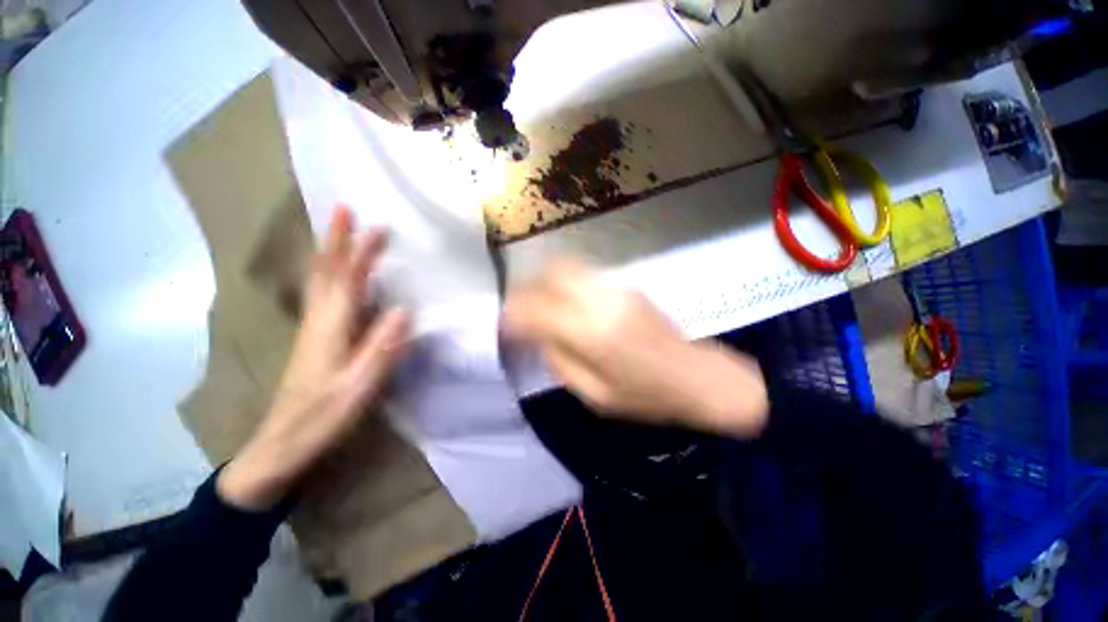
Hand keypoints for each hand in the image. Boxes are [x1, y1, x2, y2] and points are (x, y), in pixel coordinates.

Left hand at [219, 208, 410, 509]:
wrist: (281, 445)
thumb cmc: (323, 418)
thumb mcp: (359, 387)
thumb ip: (381, 348)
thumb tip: (405, 310)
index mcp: (331, 329)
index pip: (347, 280)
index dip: (360, 251)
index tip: (377, 225)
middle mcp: (318, 321)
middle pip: (326, 272)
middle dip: (336, 239)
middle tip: (345, 209)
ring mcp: (313, 330)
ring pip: (319, 281)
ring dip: (329, 252)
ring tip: (339, 232)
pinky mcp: (314, 339)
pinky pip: (322, 296)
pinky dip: (328, 275)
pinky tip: (337, 276)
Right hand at [504, 261, 768, 437]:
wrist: (699, 378)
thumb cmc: (647, 397)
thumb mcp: (594, 394)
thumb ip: (559, 360)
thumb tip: (538, 335)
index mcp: (592, 333)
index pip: (537, 310)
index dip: (513, 314)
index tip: (503, 324)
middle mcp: (602, 300)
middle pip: (552, 273)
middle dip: (529, 287)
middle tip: (520, 307)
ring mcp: (617, 288)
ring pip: (568, 268)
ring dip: (547, 283)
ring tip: (540, 304)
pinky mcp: (627, 286)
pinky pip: (585, 276)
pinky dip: (566, 284)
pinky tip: (567, 303)